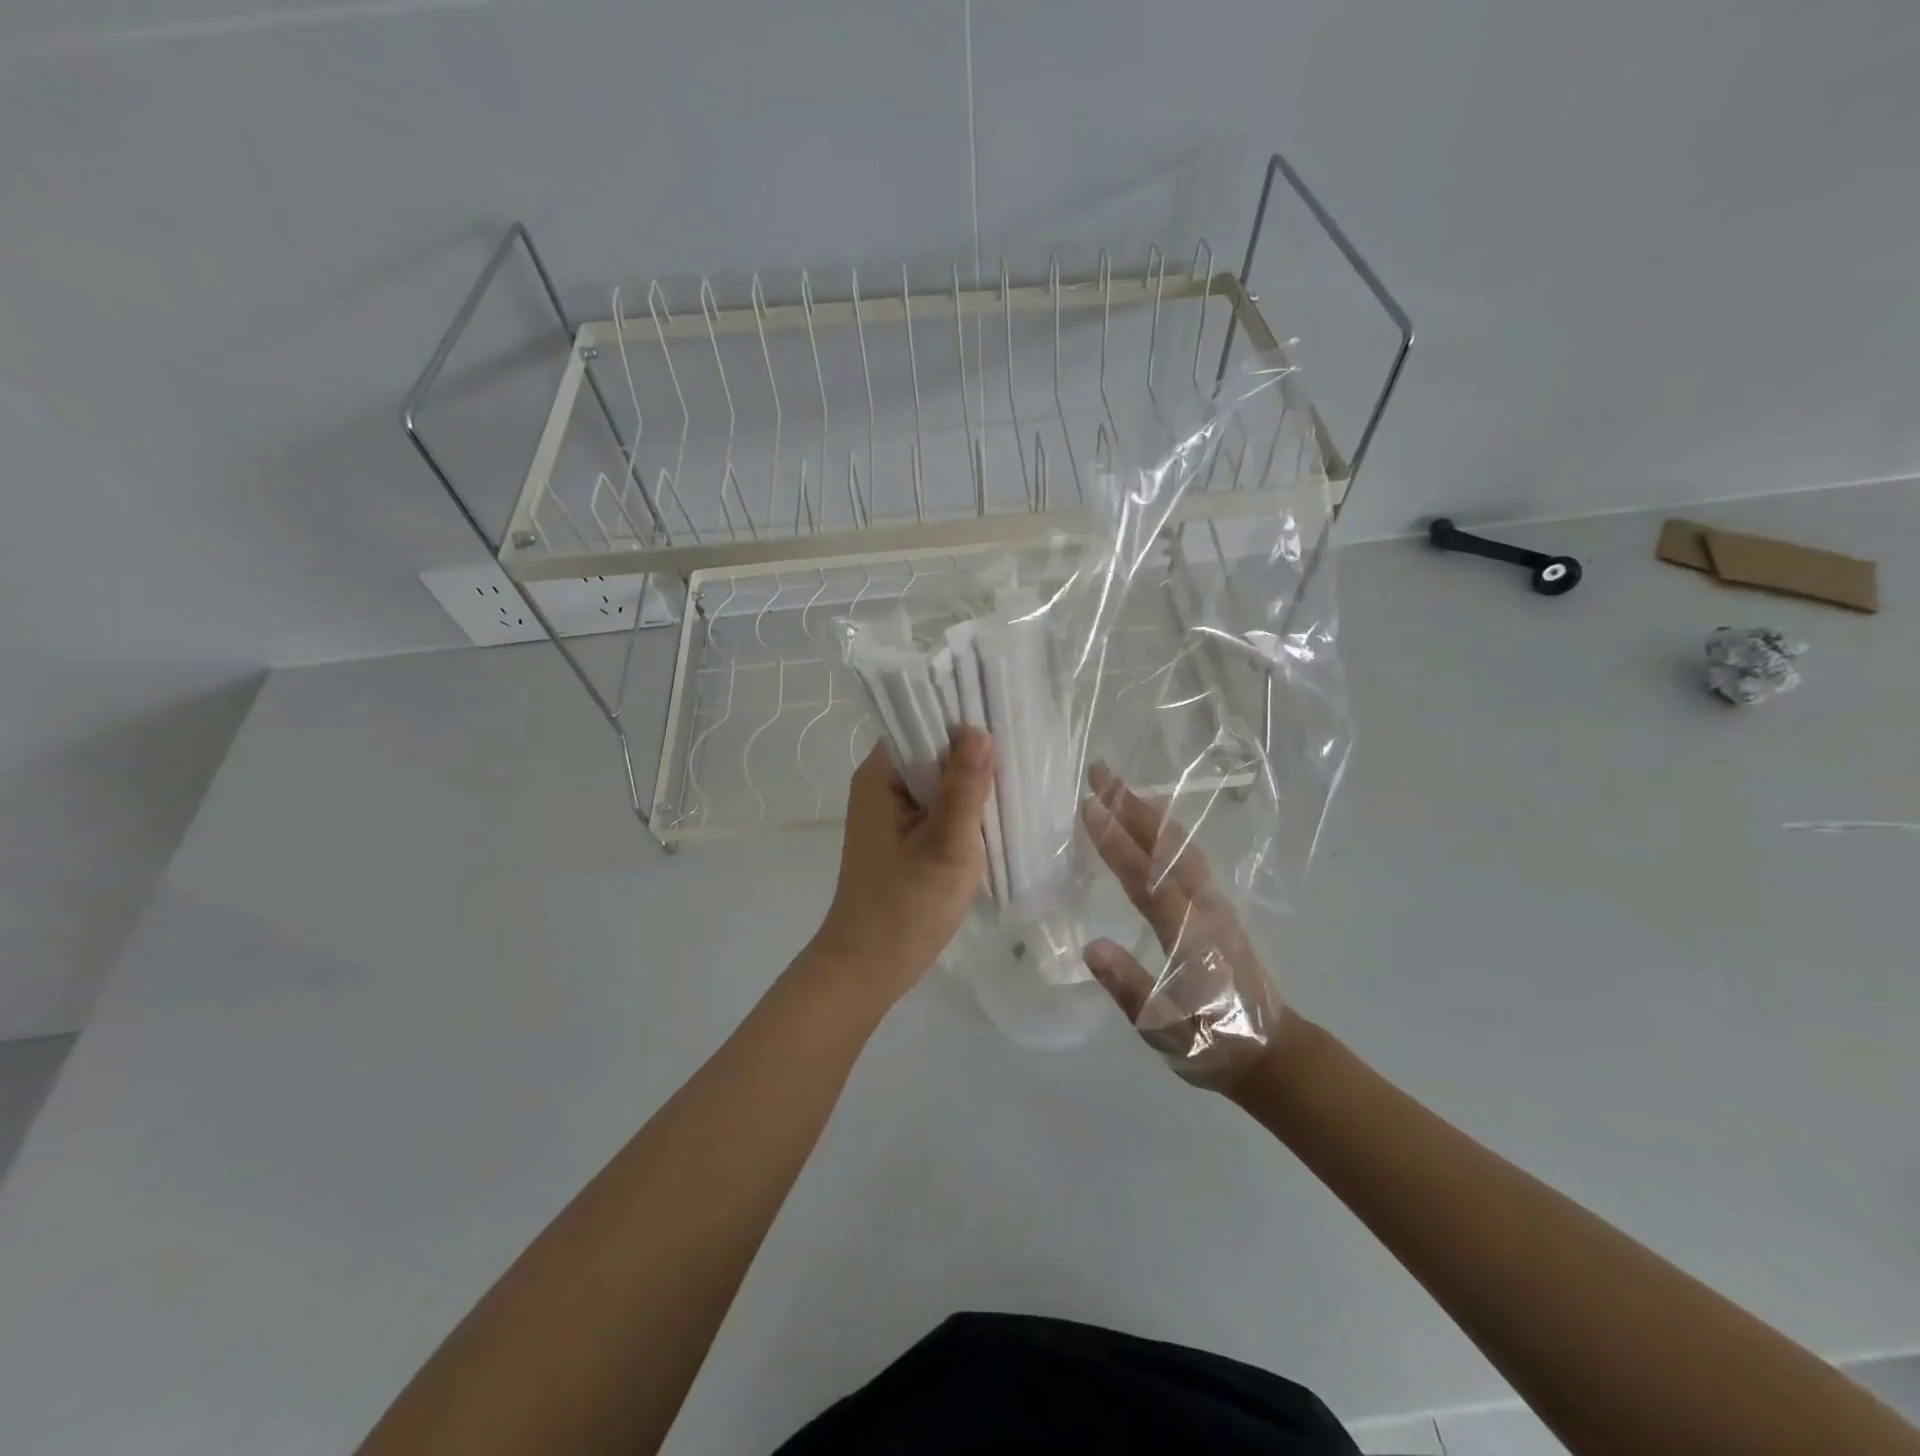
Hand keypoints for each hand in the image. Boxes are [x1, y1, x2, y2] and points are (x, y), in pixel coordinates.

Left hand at [809, 729, 995, 1009]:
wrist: (868, 969)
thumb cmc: (905, 908)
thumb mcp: (945, 846)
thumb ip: (964, 788)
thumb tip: (980, 730)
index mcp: (880, 776)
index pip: (922, 724)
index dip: (962, 719)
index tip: (1007, 718)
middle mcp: (881, 785)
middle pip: (932, 751)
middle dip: (973, 752)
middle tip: (1024, 751)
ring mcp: (891, 812)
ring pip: (939, 780)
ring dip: (971, 783)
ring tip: (1018, 778)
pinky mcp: (904, 836)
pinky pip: (937, 806)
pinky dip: (963, 808)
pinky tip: (997, 813)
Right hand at [1080, 764, 1278, 1091]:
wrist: (1274, 1054)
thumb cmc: (1214, 1043)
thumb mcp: (1165, 1030)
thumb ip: (1130, 988)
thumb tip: (1091, 947)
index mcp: (1187, 935)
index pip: (1145, 878)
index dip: (1115, 841)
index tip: (1088, 806)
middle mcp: (1203, 908)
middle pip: (1166, 845)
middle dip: (1131, 805)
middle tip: (1099, 772)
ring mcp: (1215, 905)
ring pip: (1180, 845)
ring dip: (1148, 812)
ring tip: (1119, 788)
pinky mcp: (1219, 909)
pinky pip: (1188, 856)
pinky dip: (1165, 830)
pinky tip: (1151, 827)